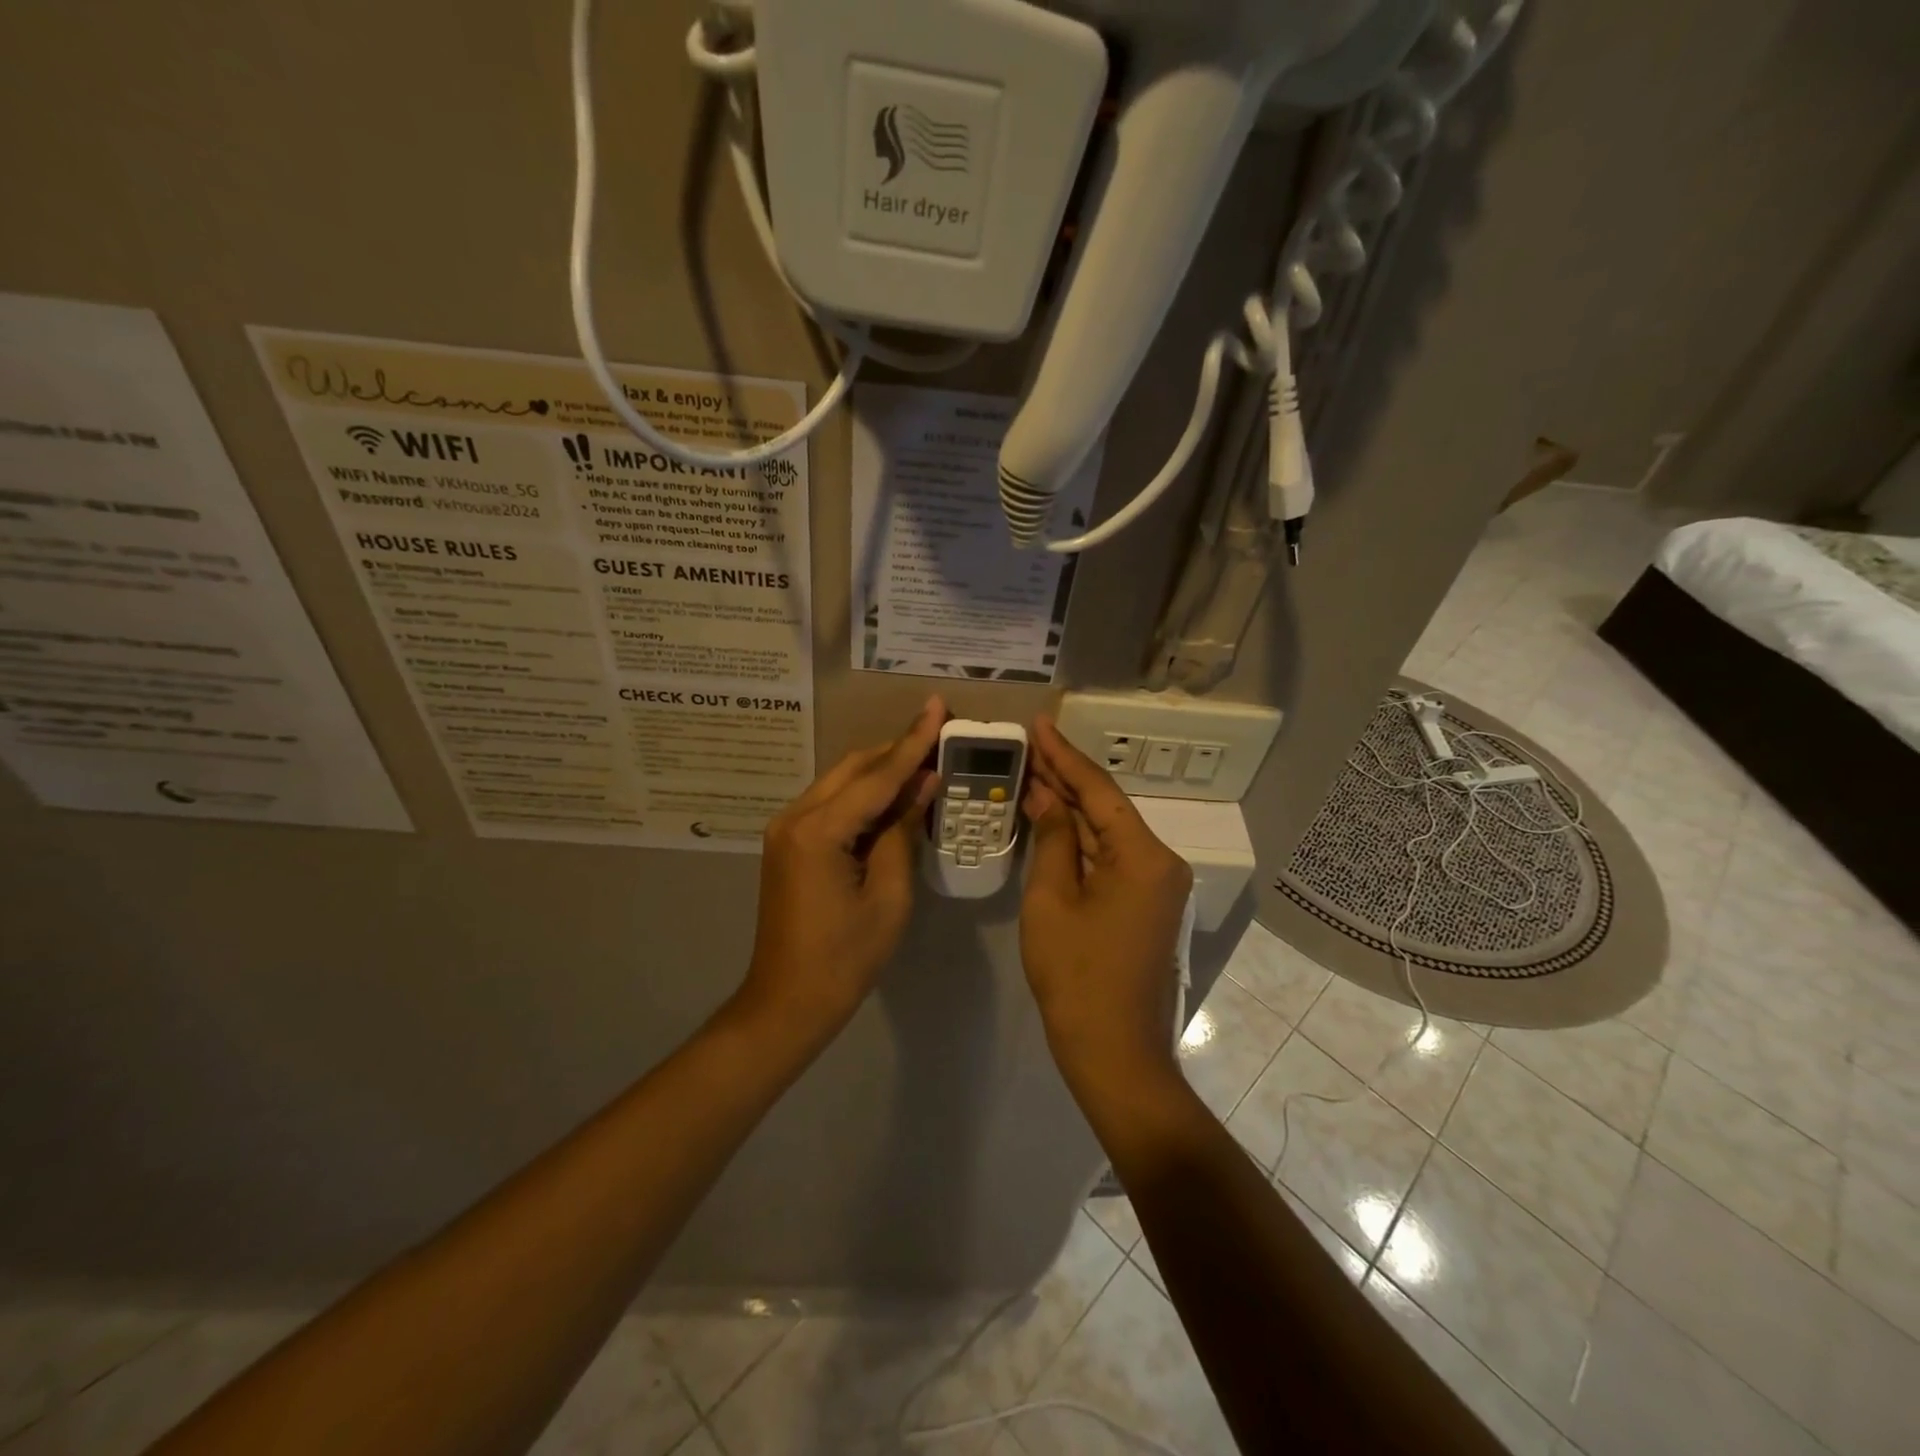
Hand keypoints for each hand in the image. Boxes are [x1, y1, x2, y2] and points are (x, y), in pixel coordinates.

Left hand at [737, 698, 947, 1040]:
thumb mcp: (889, 896)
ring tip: (925, 758)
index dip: (913, 742)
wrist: (787, 1001)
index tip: (937, 706)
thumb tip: (923, 783)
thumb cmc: (845, 958)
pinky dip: (864, 795)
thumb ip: (903, 832)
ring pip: (841, 782)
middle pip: (854, 768)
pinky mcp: (788, 842)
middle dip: (897, 749)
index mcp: (818, 831)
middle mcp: (795, 817)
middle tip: (939, 731)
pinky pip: (832, 804)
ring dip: (881, 770)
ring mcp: (786, 828)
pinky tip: (893, 795)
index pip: (877, 776)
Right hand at [1019, 715, 1193, 1102]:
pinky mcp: (1146, 904)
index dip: (1064, 755)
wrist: (1114, 1052)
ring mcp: (1156, 885)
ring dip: (1071, 808)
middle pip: (1106, 808)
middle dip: (1066, 778)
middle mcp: (1161, 861)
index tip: (1038, 724)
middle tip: (1028, 745)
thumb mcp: (1052, 900)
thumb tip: (1045, 796)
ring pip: (1108, 833)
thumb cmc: (1077, 976)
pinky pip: (1111, 859)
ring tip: (1033, 773)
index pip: (1099, 790)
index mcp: (1144, 855)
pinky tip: (1052, 820)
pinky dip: (1080, 841)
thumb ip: (1052, 840)